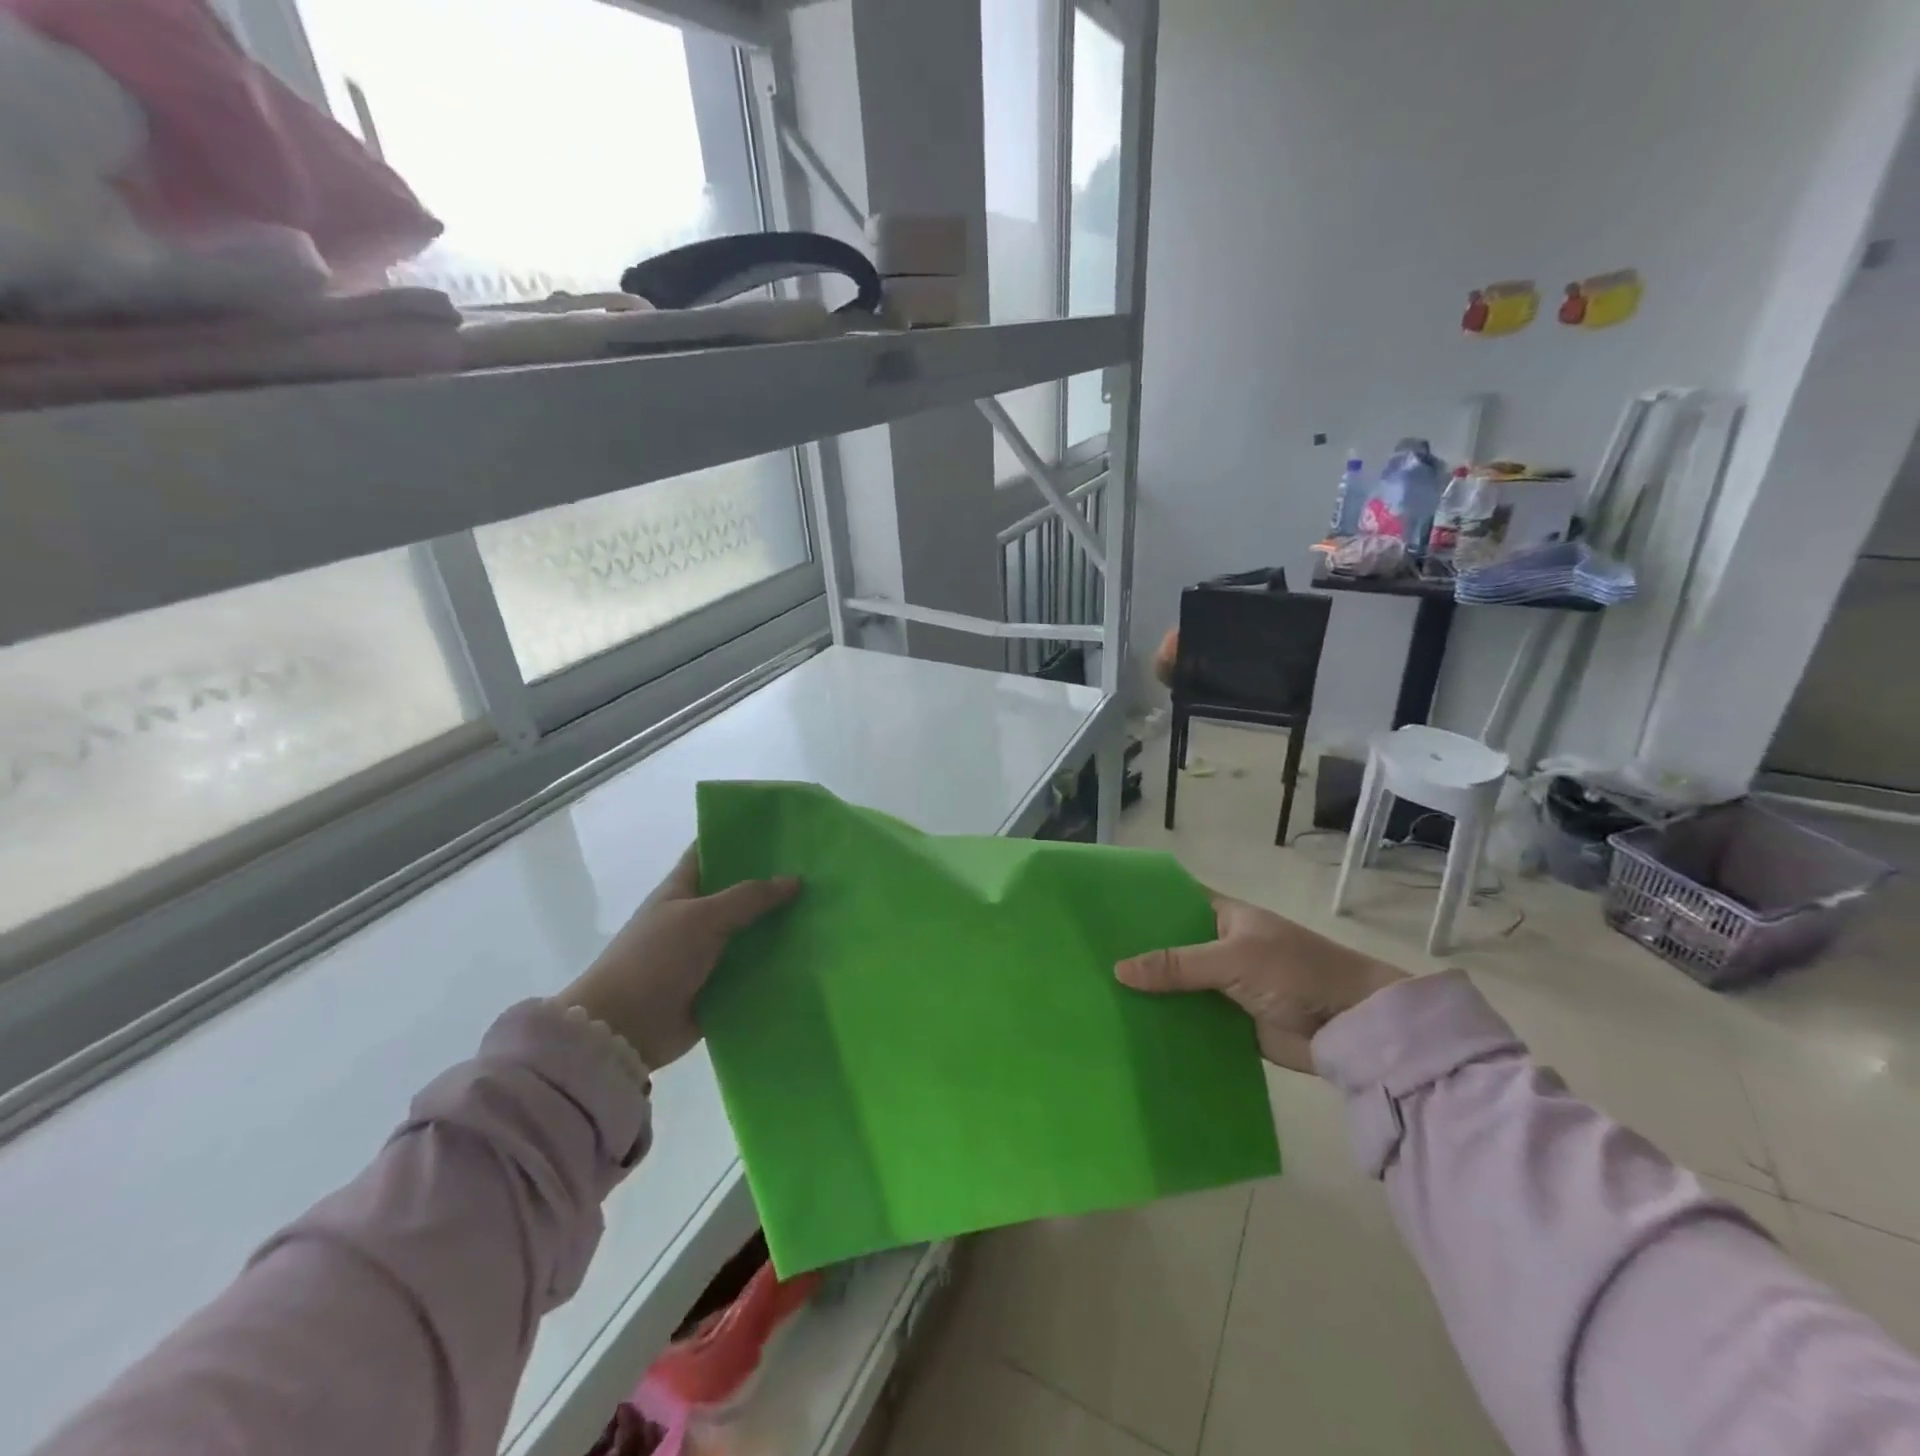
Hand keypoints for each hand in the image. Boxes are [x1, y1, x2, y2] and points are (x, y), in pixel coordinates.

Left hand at [559, 846, 799, 1071]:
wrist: (623, 1029)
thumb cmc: (655, 959)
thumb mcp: (701, 917)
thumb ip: (748, 897)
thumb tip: (794, 880)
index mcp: (682, 889)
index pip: (712, 852)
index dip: (740, 837)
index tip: (781, 828)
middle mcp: (696, 917)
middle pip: (739, 893)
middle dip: (773, 883)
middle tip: (819, 871)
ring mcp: (707, 953)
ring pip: (751, 932)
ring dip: (780, 926)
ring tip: (825, 911)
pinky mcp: (719, 986)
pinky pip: (754, 969)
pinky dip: (777, 964)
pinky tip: (812, 954)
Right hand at [1115, 894, 1403, 1072]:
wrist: (1353, 1026)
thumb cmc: (1296, 972)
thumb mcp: (1233, 958)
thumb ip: (1177, 964)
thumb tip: (1118, 970)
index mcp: (1223, 916)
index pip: (1174, 901)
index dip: (1142, 903)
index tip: (1100, 911)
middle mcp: (1220, 947)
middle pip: (1170, 947)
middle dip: (1137, 954)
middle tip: (1087, 959)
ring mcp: (1225, 986)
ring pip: (1178, 986)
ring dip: (1150, 993)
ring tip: (1097, 996)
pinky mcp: (1231, 1024)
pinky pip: (1192, 1020)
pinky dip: (1169, 1025)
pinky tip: (1132, 1030)